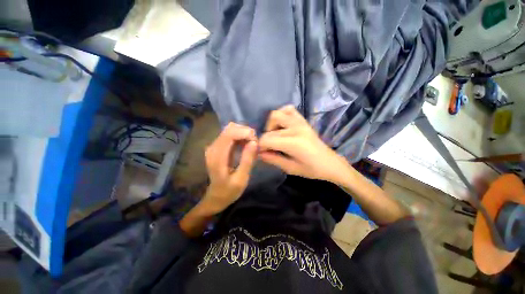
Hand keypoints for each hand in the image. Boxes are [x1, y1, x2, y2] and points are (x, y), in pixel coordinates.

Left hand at [201, 122, 257, 213]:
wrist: (216, 196)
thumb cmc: (229, 190)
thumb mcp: (241, 179)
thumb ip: (247, 160)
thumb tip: (254, 142)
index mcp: (217, 156)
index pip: (230, 134)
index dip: (244, 132)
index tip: (256, 141)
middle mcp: (213, 147)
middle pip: (230, 129)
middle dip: (245, 132)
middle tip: (255, 144)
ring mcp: (214, 146)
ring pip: (230, 130)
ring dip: (243, 134)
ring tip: (252, 145)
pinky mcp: (218, 147)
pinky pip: (230, 135)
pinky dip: (240, 137)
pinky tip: (246, 145)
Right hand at [258, 105, 348, 183]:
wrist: (330, 163)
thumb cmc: (312, 169)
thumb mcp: (290, 168)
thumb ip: (273, 159)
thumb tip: (259, 153)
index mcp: (294, 143)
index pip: (267, 139)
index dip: (261, 146)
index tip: (262, 153)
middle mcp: (296, 129)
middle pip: (270, 129)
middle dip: (265, 139)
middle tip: (269, 148)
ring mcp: (300, 122)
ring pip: (277, 114)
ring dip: (271, 125)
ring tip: (275, 136)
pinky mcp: (303, 120)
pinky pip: (289, 109)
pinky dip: (282, 115)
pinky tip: (283, 126)